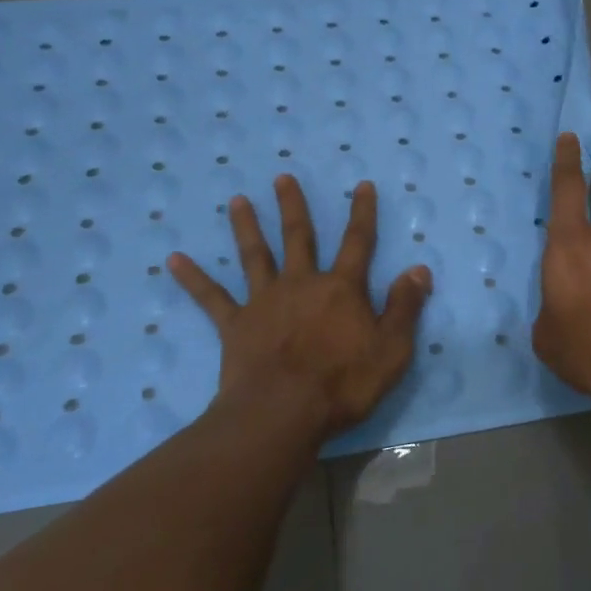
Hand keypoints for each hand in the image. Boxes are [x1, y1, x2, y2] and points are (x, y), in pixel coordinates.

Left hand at [169, 176, 431, 438]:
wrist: (283, 412)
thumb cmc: (344, 383)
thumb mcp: (392, 348)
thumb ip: (404, 306)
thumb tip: (418, 268)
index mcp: (341, 289)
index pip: (358, 242)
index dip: (362, 213)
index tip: (361, 185)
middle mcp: (301, 284)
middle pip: (299, 238)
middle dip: (293, 207)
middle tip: (282, 178)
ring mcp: (264, 302)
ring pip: (255, 256)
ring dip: (246, 227)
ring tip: (238, 200)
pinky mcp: (235, 325)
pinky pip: (211, 298)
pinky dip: (193, 278)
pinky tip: (173, 260)